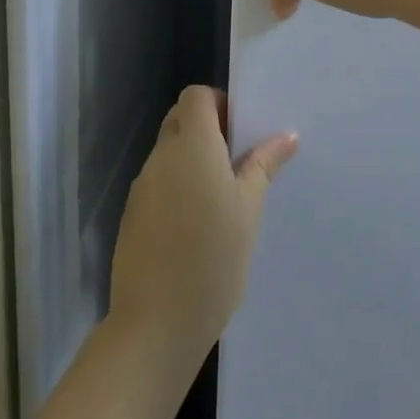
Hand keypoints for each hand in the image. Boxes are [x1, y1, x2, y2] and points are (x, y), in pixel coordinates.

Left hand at [108, 87, 297, 367]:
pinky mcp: (133, 215)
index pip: (196, 96)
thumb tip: (286, 135)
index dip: (219, 103)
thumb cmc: (214, 258)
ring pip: (169, 152)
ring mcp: (143, 187)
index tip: (242, 131)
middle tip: (238, 160)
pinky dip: (178, 186)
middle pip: (180, 119)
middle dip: (208, 128)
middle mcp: (162, 158)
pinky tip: (198, 223)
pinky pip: (159, 182)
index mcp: (192, 146)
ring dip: (193, 159)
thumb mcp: (249, 209)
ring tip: (223, 196)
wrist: (157, 323)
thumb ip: (263, 165)